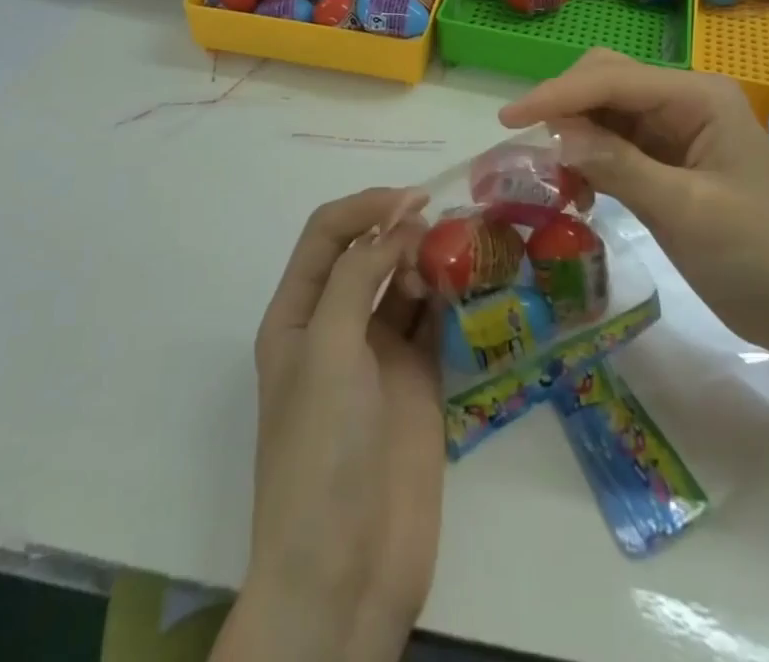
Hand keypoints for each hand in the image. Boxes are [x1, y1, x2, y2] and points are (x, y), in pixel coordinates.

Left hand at [222, 188, 444, 661]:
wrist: (345, 570)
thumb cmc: (321, 449)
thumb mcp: (327, 350)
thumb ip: (358, 278)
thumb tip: (397, 226)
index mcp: (298, 314)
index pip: (327, 235)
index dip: (366, 207)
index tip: (413, 198)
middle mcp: (336, 325)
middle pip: (367, 253)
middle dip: (400, 228)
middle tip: (445, 224)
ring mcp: (378, 354)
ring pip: (404, 283)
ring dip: (428, 259)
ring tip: (462, 247)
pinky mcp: (416, 380)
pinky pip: (433, 321)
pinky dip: (449, 296)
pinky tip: (470, 283)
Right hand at [500, 49, 768, 361]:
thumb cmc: (762, 258)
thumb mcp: (689, 212)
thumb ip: (620, 167)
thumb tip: (554, 137)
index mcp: (697, 96)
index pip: (612, 80)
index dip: (557, 95)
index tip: (507, 120)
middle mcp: (684, 101)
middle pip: (606, 81)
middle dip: (564, 106)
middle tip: (529, 149)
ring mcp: (676, 132)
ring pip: (605, 112)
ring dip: (572, 135)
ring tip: (552, 178)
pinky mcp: (668, 163)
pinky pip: (614, 145)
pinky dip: (588, 160)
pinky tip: (579, 191)